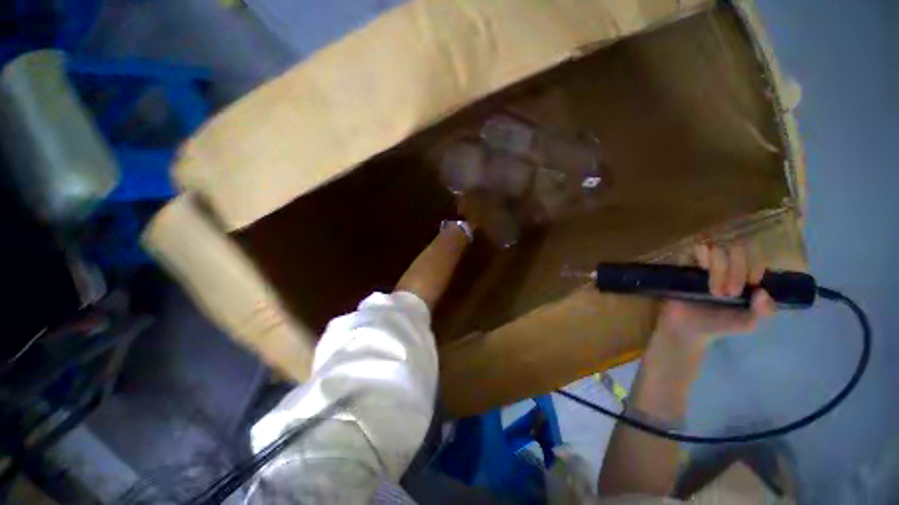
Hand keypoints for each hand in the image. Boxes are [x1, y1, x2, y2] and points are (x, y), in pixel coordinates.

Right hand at [653, 243, 775, 357]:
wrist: (686, 328)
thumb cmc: (718, 325)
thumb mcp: (747, 323)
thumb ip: (762, 311)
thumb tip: (761, 291)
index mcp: (746, 274)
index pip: (755, 255)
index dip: (752, 269)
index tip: (744, 291)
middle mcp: (728, 263)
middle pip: (737, 248)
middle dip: (735, 271)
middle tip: (727, 294)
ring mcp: (705, 262)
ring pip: (717, 246)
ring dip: (718, 268)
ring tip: (711, 290)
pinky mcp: (685, 262)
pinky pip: (694, 249)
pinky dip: (700, 257)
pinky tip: (698, 271)